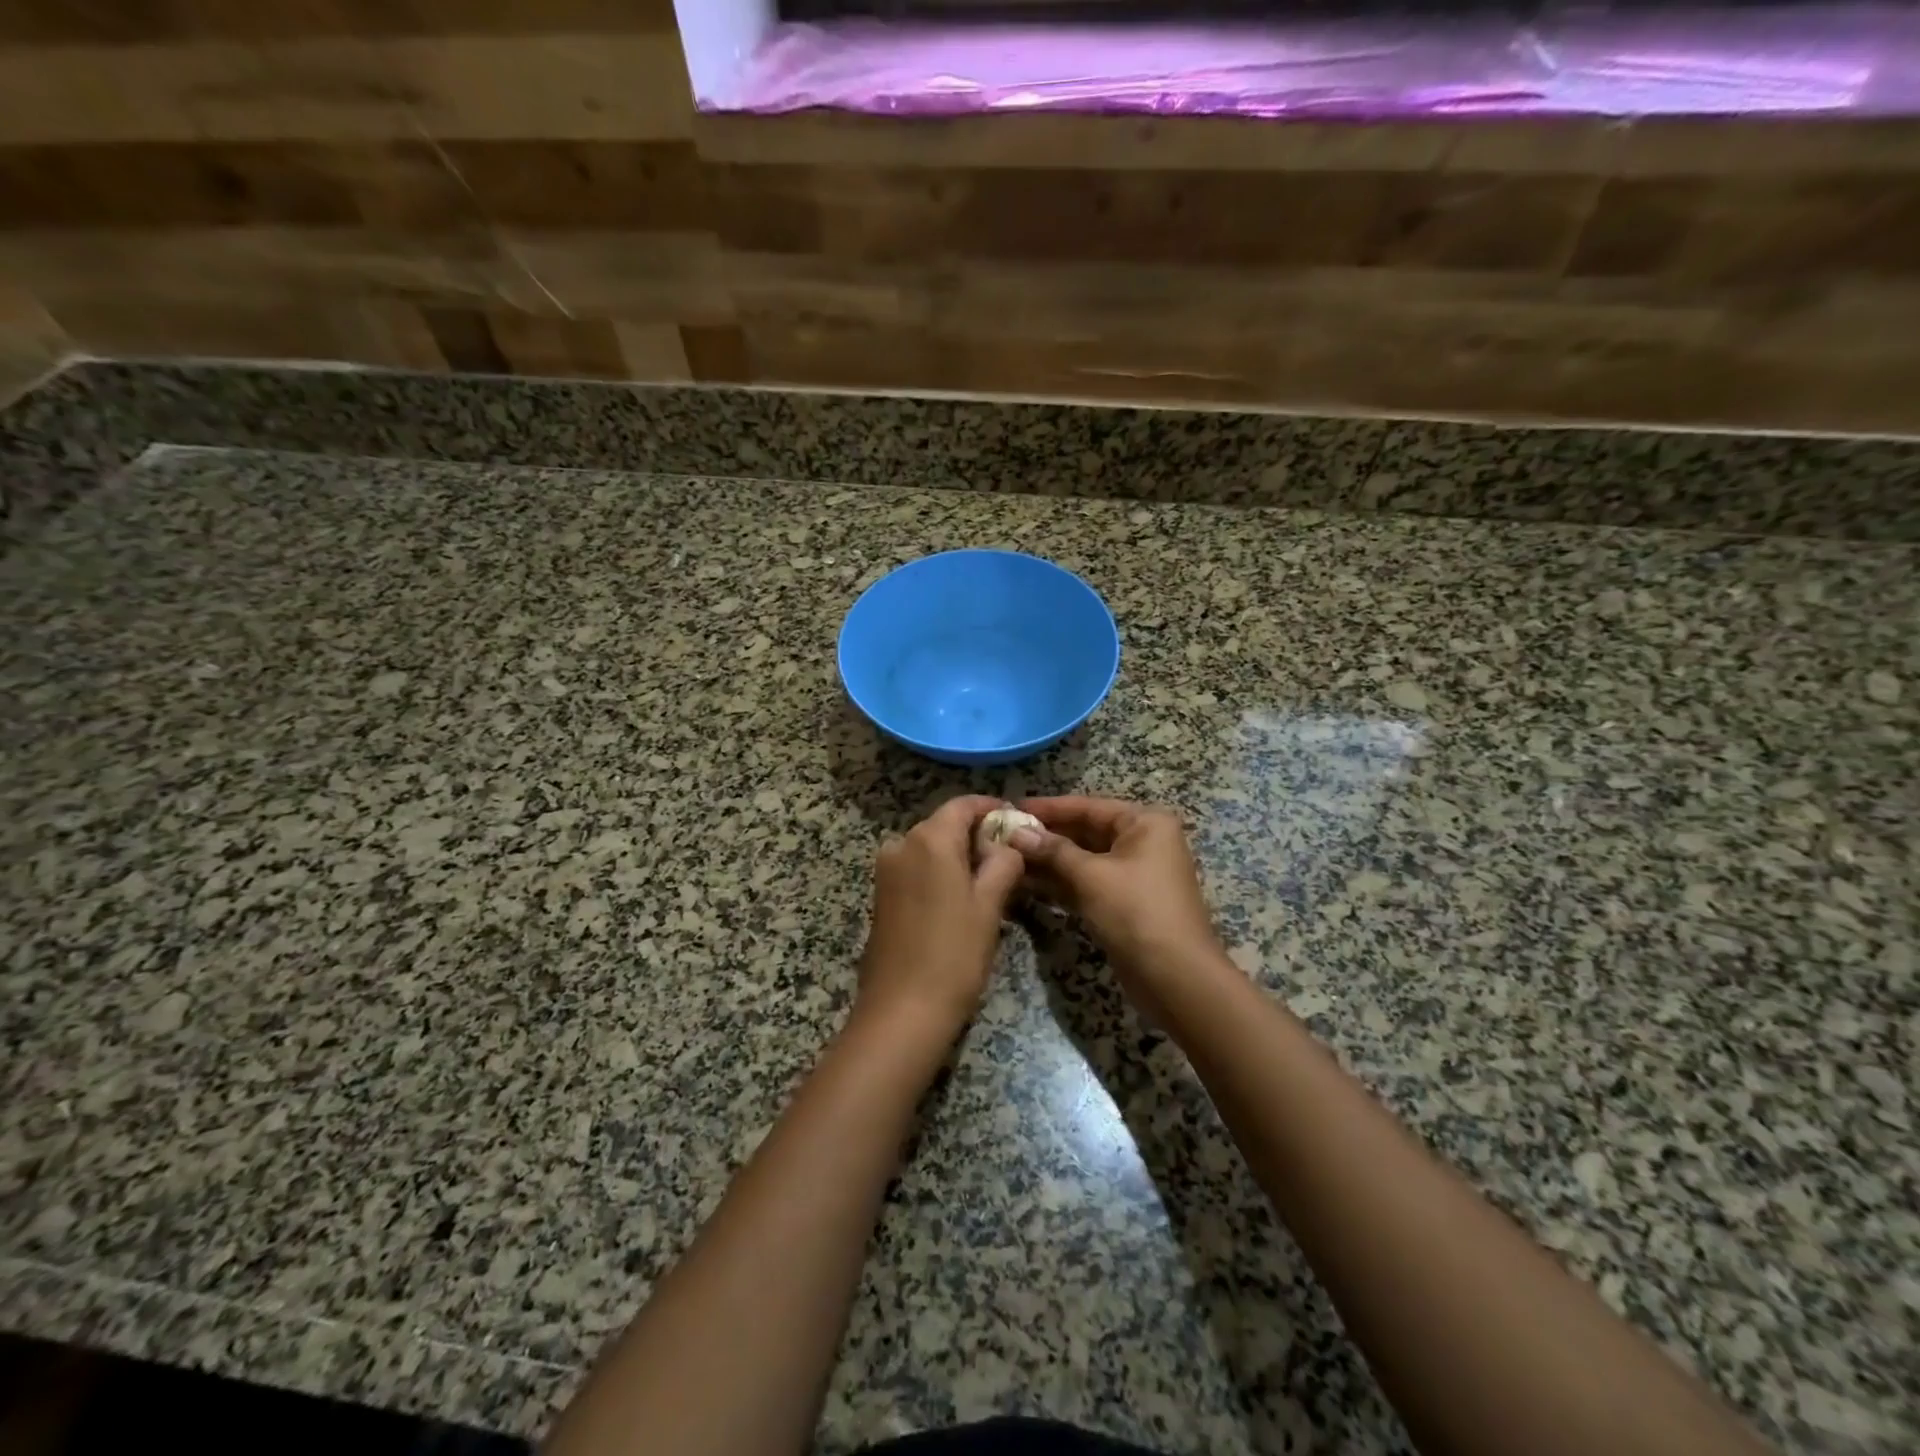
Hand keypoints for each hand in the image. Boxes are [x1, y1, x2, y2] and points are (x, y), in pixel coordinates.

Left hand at [857, 795, 1025, 1040]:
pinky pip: (916, 869)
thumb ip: (1003, 862)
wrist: (902, 1010)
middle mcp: (901, 844)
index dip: (992, 808)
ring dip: (959, 855)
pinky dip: (940, 872)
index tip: (1017, 822)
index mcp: (929, 839)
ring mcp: (886, 871)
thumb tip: (1008, 844)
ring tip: (992, 879)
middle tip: (1011, 855)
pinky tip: (962, 897)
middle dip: (977, 834)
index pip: (963, 805)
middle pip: (945, 824)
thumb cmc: (954, 953)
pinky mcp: (881, 895)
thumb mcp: (989, 904)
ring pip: (930, 848)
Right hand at [1012, 797, 1227, 1020]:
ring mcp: (1133, 874)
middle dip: (1045, 835)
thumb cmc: (1137, 913)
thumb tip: (1016, 832)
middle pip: (1085, 831)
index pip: (1088, 806)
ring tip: (1006, 857)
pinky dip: (1059, 883)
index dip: (1048, 808)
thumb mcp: (1092, 876)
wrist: (1176, 978)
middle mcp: (1142, 842)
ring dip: (1048, 860)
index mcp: (1145, 823)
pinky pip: (1086, 883)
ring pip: (1083, 859)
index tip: (1010, 806)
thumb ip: (1052, 851)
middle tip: (1002, 835)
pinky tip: (1025, 883)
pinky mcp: (1123, 903)